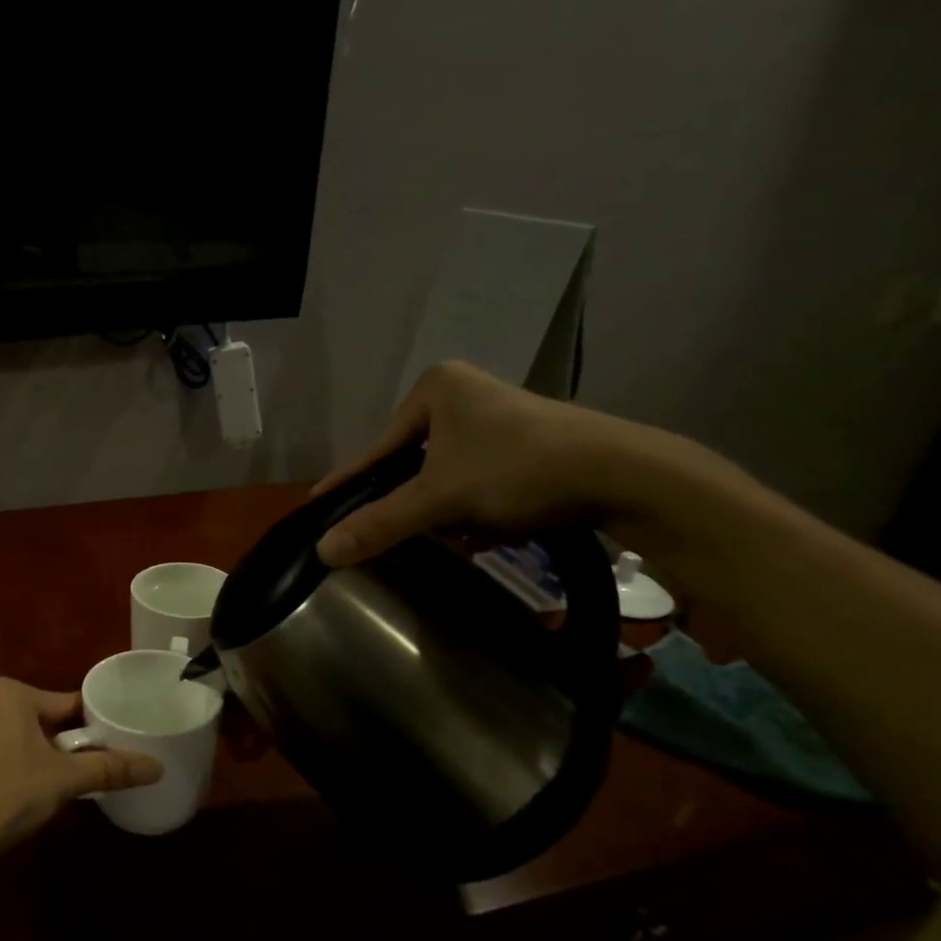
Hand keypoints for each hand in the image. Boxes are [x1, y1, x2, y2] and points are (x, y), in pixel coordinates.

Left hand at [0, 678, 162, 866]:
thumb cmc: (8, 792)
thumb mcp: (65, 779)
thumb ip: (110, 769)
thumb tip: (158, 767)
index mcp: (10, 694)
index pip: (67, 703)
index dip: (93, 725)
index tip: (114, 743)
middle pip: (42, 722)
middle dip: (64, 745)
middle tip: (88, 771)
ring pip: (17, 741)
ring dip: (37, 760)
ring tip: (58, 787)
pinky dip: (10, 773)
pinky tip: (18, 799)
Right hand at [313, 361, 657, 567]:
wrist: (623, 475)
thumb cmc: (517, 470)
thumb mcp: (440, 499)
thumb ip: (379, 524)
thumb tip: (322, 551)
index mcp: (434, 389)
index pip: (376, 450)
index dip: (349, 484)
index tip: (317, 506)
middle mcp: (462, 394)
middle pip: (411, 465)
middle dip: (412, 503)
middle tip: (399, 534)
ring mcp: (496, 418)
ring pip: (444, 476)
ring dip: (445, 510)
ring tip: (456, 534)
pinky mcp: (524, 443)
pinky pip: (475, 480)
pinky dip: (474, 508)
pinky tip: (487, 530)